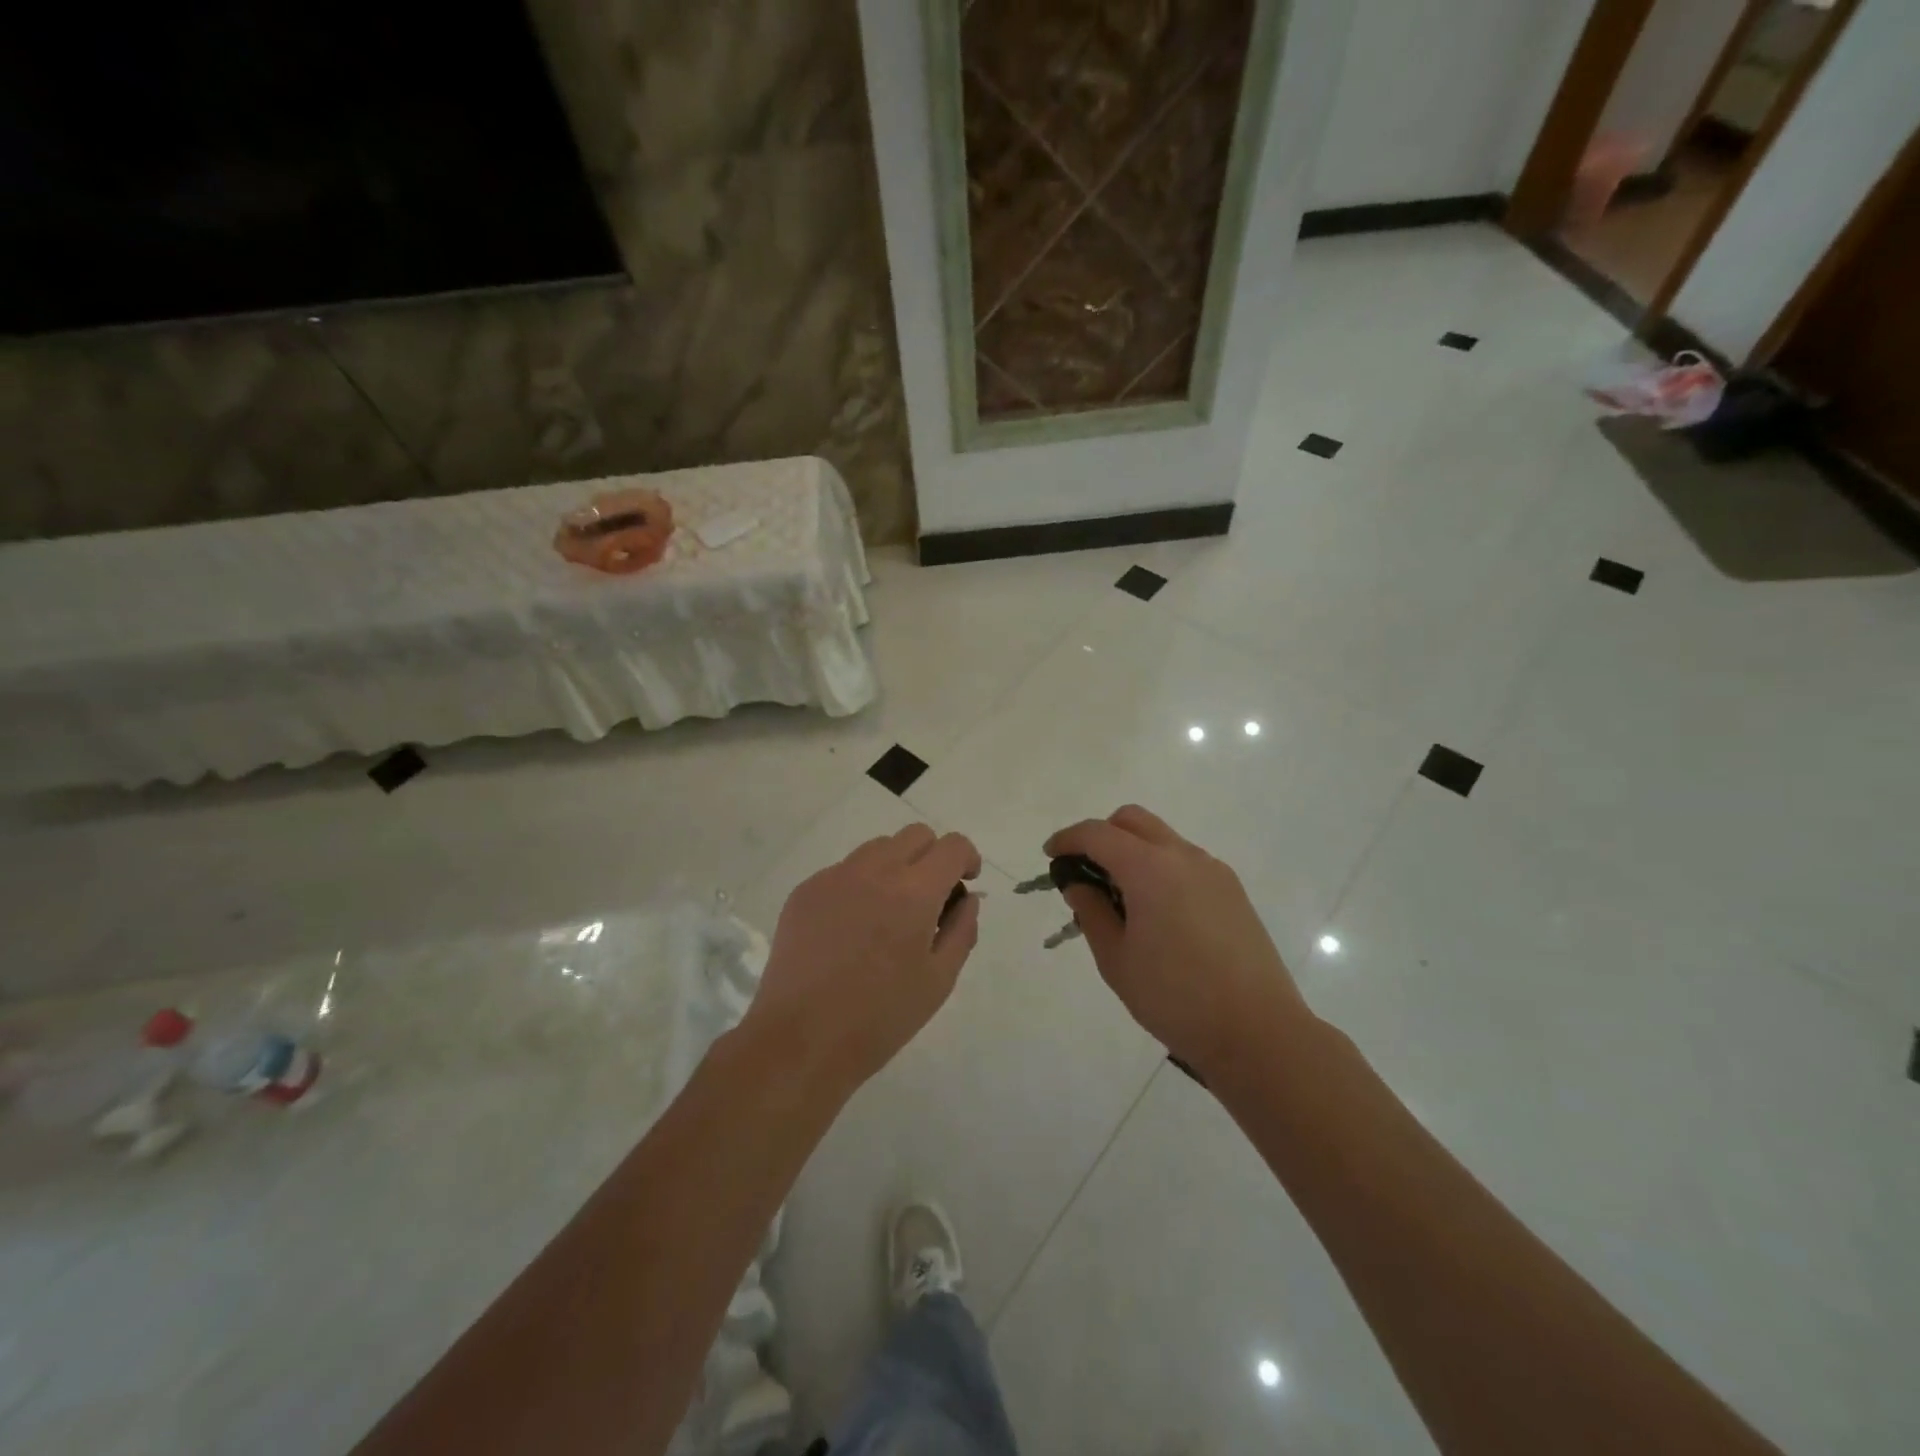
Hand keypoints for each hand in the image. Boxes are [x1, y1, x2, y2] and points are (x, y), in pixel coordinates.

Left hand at [745, 824, 981, 1091]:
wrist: (798, 1040)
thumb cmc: (879, 1018)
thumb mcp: (938, 981)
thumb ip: (961, 930)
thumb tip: (967, 898)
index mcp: (914, 892)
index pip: (952, 846)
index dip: (967, 859)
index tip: (964, 884)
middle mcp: (874, 870)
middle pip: (916, 835)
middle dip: (933, 857)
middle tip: (930, 899)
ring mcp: (834, 877)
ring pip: (878, 848)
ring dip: (896, 866)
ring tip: (888, 913)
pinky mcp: (805, 890)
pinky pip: (844, 871)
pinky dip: (860, 885)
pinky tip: (851, 929)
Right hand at [1045, 806, 1312, 1079]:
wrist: (1258, 1032)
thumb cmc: (1175, 998)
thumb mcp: (1116, 959)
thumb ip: (1091, 912)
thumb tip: (1078, 883)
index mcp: (1150, 869)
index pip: (1097, 834)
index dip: (1067, 839)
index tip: (1050, 857)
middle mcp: (1183, 857)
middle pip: (1132, 821)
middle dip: (1101, 835)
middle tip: (1085, 872)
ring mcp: (1213, 871)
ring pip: (1161, 838)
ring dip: (1132, 851)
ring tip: (1121, 900)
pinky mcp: (1232, 890)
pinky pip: (1185, 861)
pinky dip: (1159, 868)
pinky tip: (1157, 913)